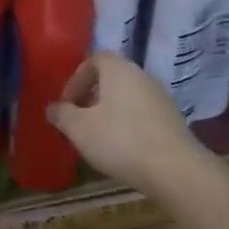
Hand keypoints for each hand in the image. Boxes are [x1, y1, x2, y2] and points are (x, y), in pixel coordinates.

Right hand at [47, 53, 204, 191]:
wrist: (174, 169)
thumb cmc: (120, 140)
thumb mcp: (79, 128)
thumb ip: (62, 114)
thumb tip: (53, 108)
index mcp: (119, 70)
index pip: (95, 58)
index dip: (77, 78)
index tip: (67, 103)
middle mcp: (142, 76)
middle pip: (112, 78)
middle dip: (91, 97)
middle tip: (78, 120)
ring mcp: (160, 98)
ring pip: (127, 97)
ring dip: (109, 112)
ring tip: (97, 137)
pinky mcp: (172, 120)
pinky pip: (142, 114)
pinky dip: (127, 124)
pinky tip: (121, 148)